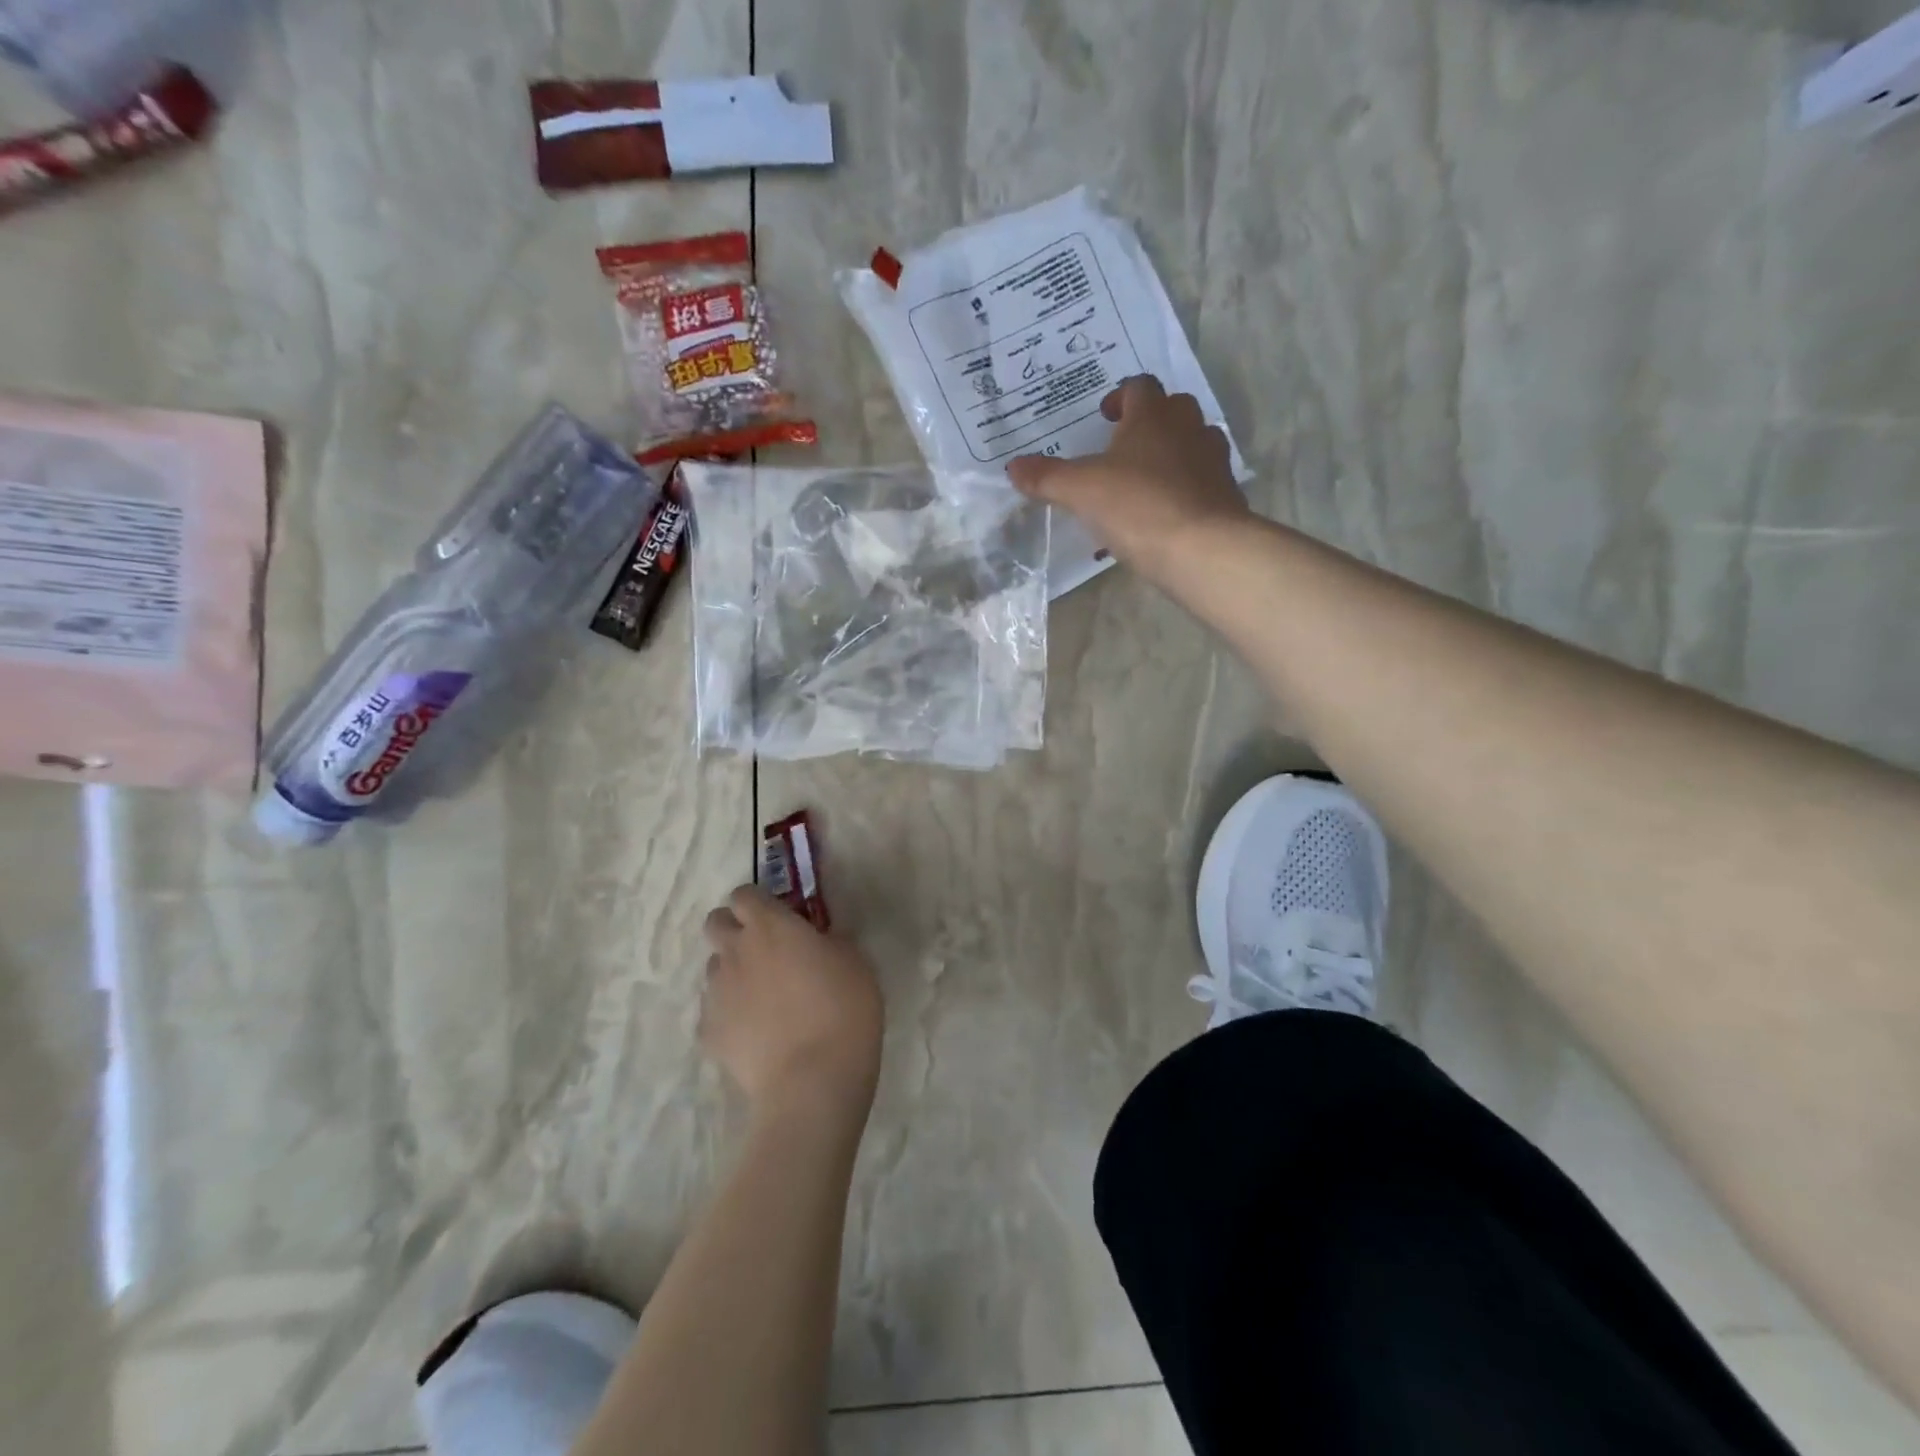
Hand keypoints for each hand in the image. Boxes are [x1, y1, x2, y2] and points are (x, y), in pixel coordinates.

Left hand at [701, 885, 883, 1124]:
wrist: (812, 1081)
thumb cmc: (843, 1009)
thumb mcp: (855, 961)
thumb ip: (831, 939)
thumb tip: (819, 938)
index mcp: (769, 925)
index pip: (744, 893)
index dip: (759, 902)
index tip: (780, 916)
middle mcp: (735, 951)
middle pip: (715, 923)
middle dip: (734, 928)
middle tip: (764, 949)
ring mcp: (716, 992)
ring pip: (714, 967)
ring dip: (734, 972)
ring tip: (764, 998)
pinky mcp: (708, 1032)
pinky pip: (714, 1011)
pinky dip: (730, 1015)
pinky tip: (756, 1034)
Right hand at [1006, 375, 1249, 581]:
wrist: (1201, 548)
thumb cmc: (1137, 506)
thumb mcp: (1080, 492)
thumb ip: (1046, 477)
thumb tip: (1012, 467)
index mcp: (1153, 416)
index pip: (1139, 387)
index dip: (1120, 397)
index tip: (1104, 417)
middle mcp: (1188, 428)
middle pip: (1172, 410)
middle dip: (1148, 423)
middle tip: (1122, 449)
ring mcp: (1213, 461)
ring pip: (1191, 444)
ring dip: (1169, 455)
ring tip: (1142, 484)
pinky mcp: (1225, 496)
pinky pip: (1201, 483)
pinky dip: (1183, 490)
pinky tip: (1162, 517)